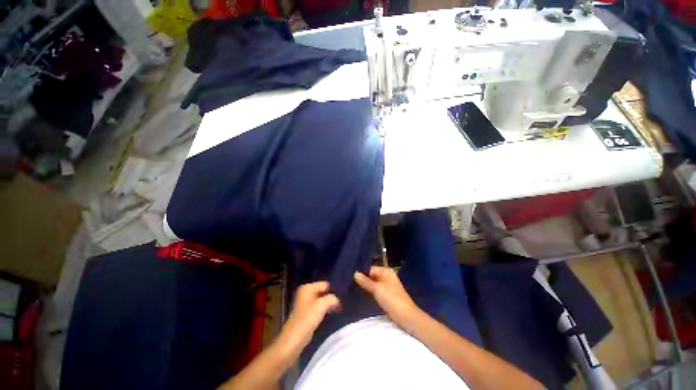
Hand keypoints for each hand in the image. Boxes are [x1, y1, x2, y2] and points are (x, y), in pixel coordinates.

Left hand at [274, 281, 339, 359]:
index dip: (333, 291)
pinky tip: (328, 315)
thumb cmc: (307, 319)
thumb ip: (332, 299)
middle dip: (330, 298)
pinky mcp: (306, 312)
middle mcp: (305, 292)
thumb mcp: (322, 305)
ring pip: (321, 299)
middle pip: (323, 291)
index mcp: (307, 287)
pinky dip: (324, 310)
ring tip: (336, 310)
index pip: (325, 284)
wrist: (293, 340)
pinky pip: (318, 307)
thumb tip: (337, 300)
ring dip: (328, 304)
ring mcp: (305, 302)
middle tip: (339, 305)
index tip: (339, 300)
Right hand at [354, 266, 421, 329]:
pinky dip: (369, 291)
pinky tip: (360, 293)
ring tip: (351, 286)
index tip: (349, 275)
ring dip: (365, 285)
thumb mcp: (377, 289)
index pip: (370, 267)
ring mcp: (387, 286)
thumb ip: (365, 281)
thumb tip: (355, 273)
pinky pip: (375, 290)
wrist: (406, 317)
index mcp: (386, 271)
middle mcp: (386, 276)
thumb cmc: (392, 299)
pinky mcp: (386, 295)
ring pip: (372, 283)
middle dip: (362, 278)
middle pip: (371, 275)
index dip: (361, 271)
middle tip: (349, 281)